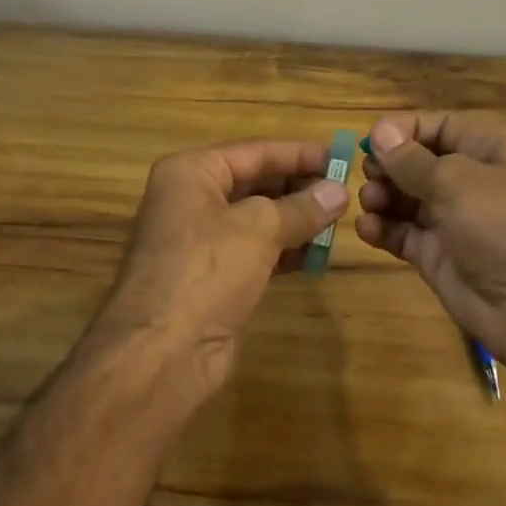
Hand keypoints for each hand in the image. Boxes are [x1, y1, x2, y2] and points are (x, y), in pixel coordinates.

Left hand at [94, 139, 347, 397]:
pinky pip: (254, 251)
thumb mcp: (258, 228)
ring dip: (295, 220)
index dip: (299, 154)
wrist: (161, 354)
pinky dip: (283, 250)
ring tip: (338, 221)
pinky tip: (316, 254)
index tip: (341, 156)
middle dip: (299, 187)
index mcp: (191, 172)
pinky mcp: (212, 277)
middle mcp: (191, 199)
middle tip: (344, 191)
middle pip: (255, 182)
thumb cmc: (206, 271)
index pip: (255, 152)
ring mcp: (199, 240)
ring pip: (257, 219)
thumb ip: (301, 207)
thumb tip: (339, 191)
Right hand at [356, 112, 505, 380]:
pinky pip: (405, 233)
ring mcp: (455, 220)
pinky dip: (384, 228)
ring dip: (383, 196)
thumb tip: (379, 131)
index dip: (403, 130)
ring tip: (370, 203)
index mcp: (489, 148)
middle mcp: (472, 179)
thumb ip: (411, 159)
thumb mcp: (457, 181)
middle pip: (418, 161)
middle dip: (390, 166)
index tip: (369, 141)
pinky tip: (367, 228)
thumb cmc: (504, 224)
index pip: (439, 125)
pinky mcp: (440, 255)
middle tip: (368, 175)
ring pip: (407, 198)